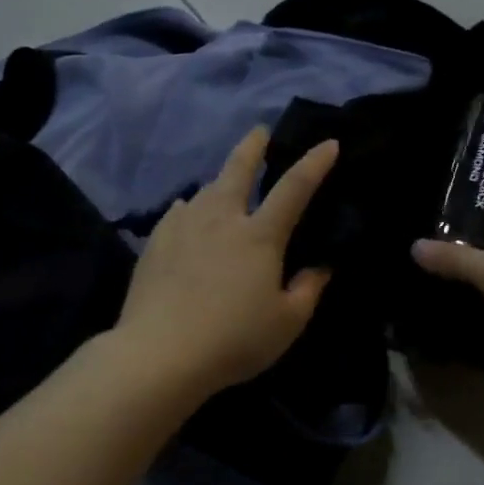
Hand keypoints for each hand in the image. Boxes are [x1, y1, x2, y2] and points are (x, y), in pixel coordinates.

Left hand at [115, 127, 338, 396]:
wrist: (159, 353)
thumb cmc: (233, 339)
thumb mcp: (286, 323)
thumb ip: (308, 290)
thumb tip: (321, 266)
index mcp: (260, 235)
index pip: (294, 188)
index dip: (314, 164)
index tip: (328, 143)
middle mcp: (222, 219)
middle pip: (238, 170)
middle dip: (252, 146)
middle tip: (259, 131)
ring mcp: (184, 227)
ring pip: (205, 190)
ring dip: (220, 180)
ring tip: (225, 182)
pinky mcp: (156, 242)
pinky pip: (178, 212)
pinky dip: (190, 208)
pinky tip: (187, 212)